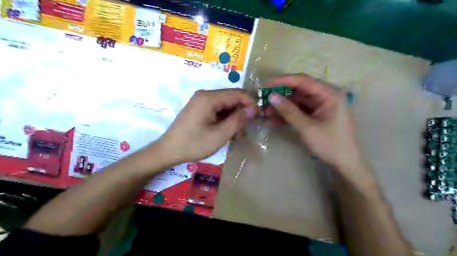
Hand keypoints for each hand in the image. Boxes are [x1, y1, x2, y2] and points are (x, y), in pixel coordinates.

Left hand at [157, 88, 256, 163]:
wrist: (168, 151)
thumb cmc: (193, 144)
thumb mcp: (219, 135)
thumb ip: (238, 120)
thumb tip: (254, 109)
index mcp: (209, 98)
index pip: (238, 93)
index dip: (251, 103)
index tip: (259, 117)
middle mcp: (205, 95)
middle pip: (232, 98)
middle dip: (242, 112)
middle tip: (246, 130)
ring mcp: (202, 101)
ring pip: (226, 105)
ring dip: (234, 118)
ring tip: (236, 135)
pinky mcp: (200, 109)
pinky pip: (218, 110)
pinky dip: (226, 120)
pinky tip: (227, 132)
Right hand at [265, 74, 364, 169]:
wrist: (343, 164)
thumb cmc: (330, 145)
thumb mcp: (307, 128)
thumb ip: (289, 111)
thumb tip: (271, 97)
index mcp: (330, 94)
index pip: (303, 81)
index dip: (283, 81)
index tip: (266, 84)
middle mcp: (325, 96)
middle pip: (298, 90)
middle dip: (280, 95)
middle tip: (263, 100)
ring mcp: (320, 106)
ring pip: (296, 101)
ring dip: (281, 106)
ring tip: (265, 112)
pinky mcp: (315, 115)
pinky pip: (298, 111)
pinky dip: (287, 115)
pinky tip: (273, 120)